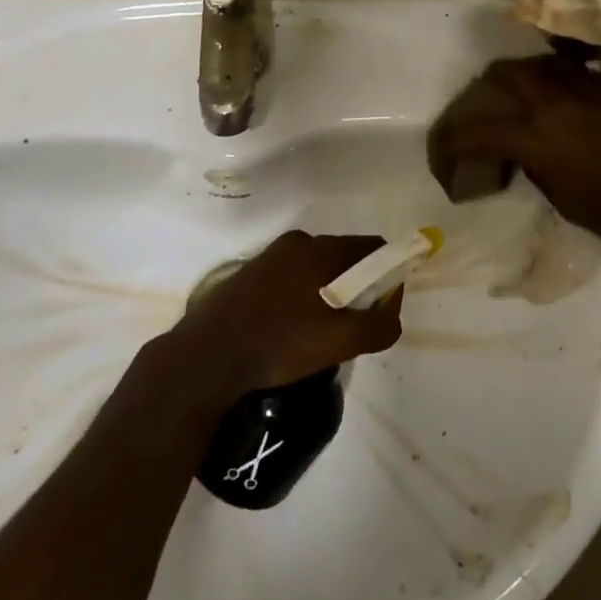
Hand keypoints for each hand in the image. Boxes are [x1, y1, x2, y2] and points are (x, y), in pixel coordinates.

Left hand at [172, 230, 403, 394]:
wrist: (208, 356)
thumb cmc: (281, 341)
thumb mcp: (341, 341)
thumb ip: (379, 325)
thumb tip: (392, 313)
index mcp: (321, 248)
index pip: (372, 248)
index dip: (387, 274)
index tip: (384, 307)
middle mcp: (296, 243)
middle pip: (343, 259)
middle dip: (357, 288)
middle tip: (355, 326)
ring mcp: (268, 258)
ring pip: (314, 271)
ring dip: (327, 295)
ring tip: (322, 335)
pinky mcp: (247, 276)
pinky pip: (289, 281)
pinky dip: (300, 300)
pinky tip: (291, 332)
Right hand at [426, 56, 600, 248]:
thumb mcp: (557, 195)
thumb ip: (531, 163)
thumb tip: (520, 150)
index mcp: (533, 135)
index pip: (477, 130)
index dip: (452, 141)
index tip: (444, 153)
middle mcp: (552, 102)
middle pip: (504, 75)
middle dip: (484, 88)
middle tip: (480, 103)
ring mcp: (583, 90)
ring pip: (538, 64)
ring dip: (519, 74)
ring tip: (516, 90)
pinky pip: (572, 72)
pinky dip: (556, 78)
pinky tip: (559, 95)